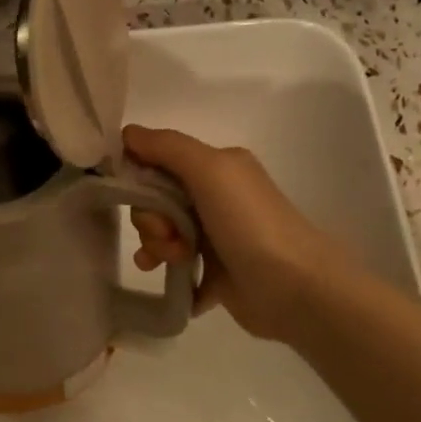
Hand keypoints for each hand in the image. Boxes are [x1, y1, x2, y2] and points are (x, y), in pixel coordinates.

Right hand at [122, 125, 348, 344]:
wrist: (294, 288)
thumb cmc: (250, 222)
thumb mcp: (209, 169)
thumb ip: (166, 146)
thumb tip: (126, 133)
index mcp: (217, 167)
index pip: (158, 162)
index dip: (139, 178)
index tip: (138, 196)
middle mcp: (216, 198)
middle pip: (156, 202)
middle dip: (151, 220)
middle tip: (169, 235)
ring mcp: (215, 237)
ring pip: (163, 236)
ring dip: (157, 247)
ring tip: (176, 261)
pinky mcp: (216, 274)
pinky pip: (177, 269)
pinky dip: (170, 274)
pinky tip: (174, 281)